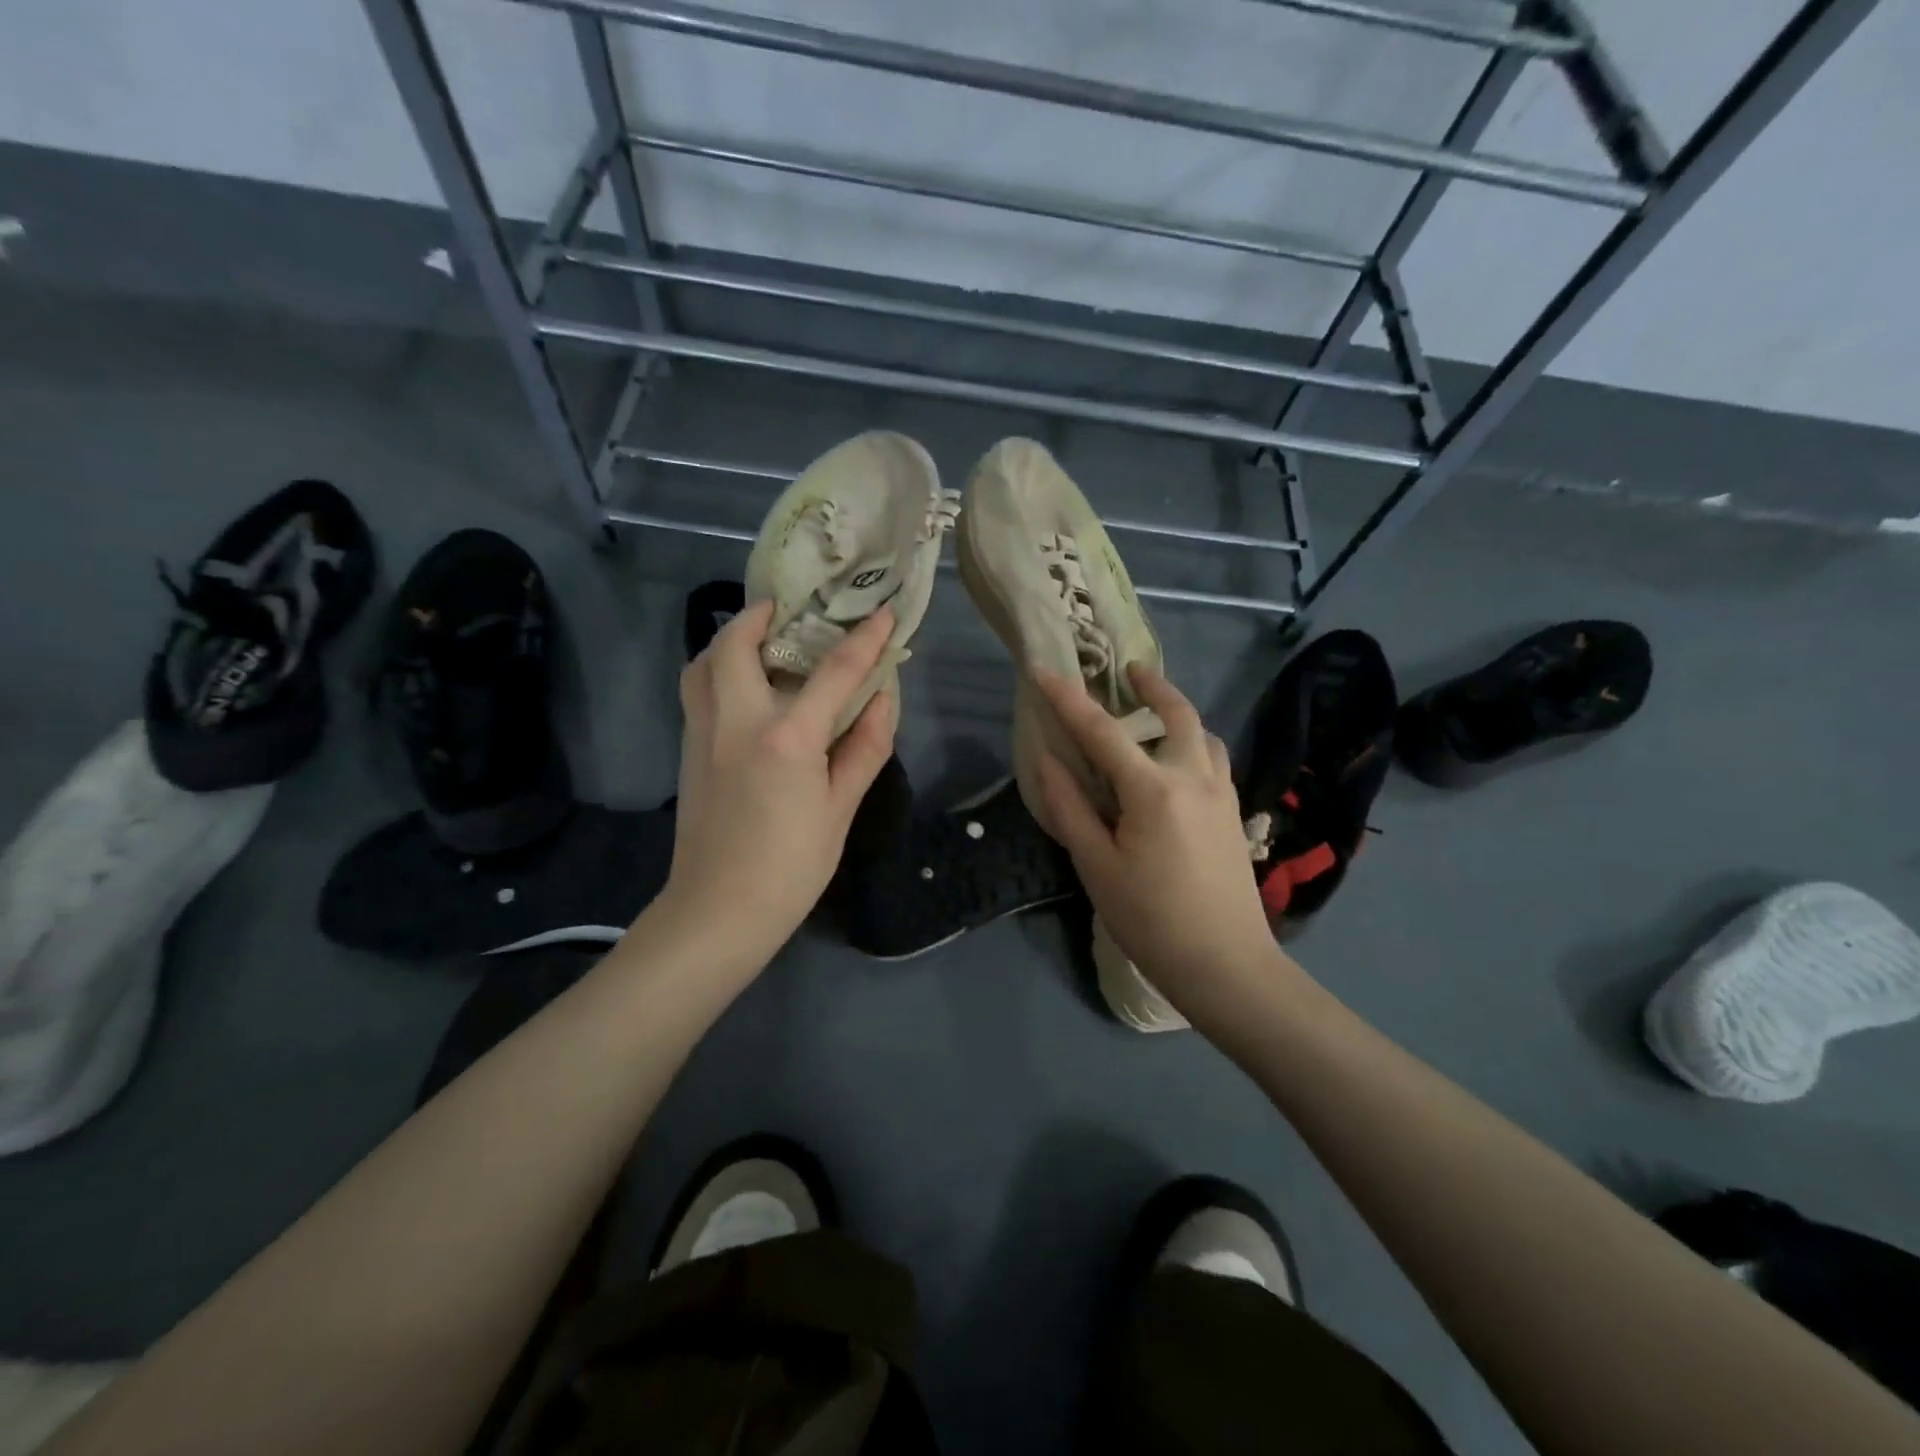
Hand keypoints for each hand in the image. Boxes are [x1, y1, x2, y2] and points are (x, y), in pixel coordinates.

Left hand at [659, 599, 896, 963]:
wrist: (719, 910)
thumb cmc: (790, 866)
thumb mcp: (841, 809)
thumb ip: (864, 748)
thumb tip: (883, 699)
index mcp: (786, 738)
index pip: (834, 672)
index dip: (865, 639)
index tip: (885, 613)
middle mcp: (737, 721)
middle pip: (737, 644)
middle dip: (762, 615)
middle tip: (790, 610)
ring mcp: (703, 733)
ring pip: (704, 662)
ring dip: (730, 639)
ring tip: (760, 640)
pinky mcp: (688, 751)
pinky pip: (696, 690)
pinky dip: (715, 669)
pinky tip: (742, 687)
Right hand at [1033, 663, 1287, 1014]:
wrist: (1226, 965)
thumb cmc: (1151, 920)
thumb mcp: (1097, 867)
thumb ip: (1071, 808)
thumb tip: (1048, 760)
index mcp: (1153, 790)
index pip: (1101, 731)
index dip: (1067, 698)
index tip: (1042, 669)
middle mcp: (1194, 777)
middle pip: (1177, 714)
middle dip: (1152, 685)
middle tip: (1130, 670)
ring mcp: (1223, 794)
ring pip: (1204, 734)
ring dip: (1179, 713)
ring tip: (1155, 713)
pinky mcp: (1235, 814)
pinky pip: (1216, 759)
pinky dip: (1196, 742)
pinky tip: (1181, 762)